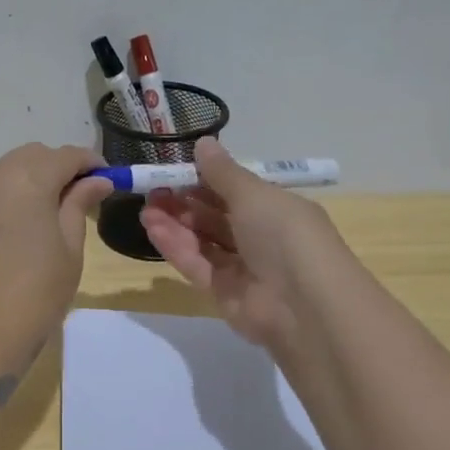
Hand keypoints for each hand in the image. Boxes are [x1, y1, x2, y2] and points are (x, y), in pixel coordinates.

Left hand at [0, 143, 111, 386]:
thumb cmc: (34, 296)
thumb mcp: (69, 250)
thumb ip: (79, 206)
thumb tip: (96, 181)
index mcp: (26, 180)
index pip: (65, 156)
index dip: (90, 163)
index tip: (109, 180)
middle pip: (32, 156)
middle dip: (59, 168)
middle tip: (81, 197)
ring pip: (7, 172)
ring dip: (32, 180)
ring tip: (51, 214)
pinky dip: (9, 199)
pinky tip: (19, 231)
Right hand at [139, 136, 340, 350]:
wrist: (303, 306)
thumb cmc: (285, 236)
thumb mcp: (254, 194)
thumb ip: (223, 172)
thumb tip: (203, 143)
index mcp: (277, 209)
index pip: (236, 190)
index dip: (205, 179)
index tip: (175, 169)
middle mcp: (261, 236)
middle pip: (216, 216)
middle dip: (184, 201)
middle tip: (153, 189)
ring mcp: (243, 267)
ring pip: (203, 240)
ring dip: (175, 223)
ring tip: (146, 208)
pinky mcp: (224, 292)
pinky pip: (197, 264)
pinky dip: (176, 246)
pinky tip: (153, 228)